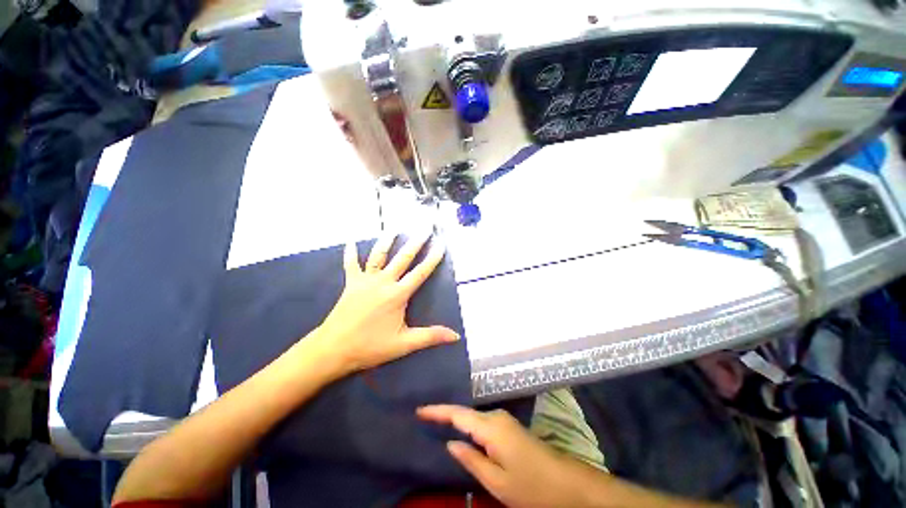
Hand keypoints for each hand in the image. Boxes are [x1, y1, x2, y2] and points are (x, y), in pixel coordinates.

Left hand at [312, 232, 459, 373]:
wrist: (333, 349)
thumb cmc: (370, 347)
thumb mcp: (403, 344)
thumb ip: (430, 336)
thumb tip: (455, 336)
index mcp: (397, 295)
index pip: (420, 273)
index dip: (433, 258)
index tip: (441, 244)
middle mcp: (383, 282)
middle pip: (403, 258)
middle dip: (416, 242)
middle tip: (424, 228)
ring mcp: (365, 280)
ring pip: (378, 255)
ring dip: (387, 241)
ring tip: (394, 228)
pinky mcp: (351, 283)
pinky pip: (351, 264)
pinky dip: (351, 252)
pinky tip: (351, 241)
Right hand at [418, 405, 600, 507]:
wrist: (567, 483)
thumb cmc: (531, 486)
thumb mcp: (497, 481)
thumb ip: (471, 459)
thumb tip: (450, 444)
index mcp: (491, 427)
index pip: (458, 414)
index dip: (437, 411)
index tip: (419, 410)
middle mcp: (496, 416)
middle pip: (465, 413)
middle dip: (445, 414)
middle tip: (424, 418)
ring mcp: (504, 420)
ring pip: (474, 417)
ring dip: (457, 420)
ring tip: (437, 423)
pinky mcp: (509, 426)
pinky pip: (483, 423)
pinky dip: (469, 425)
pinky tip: (462, 431)